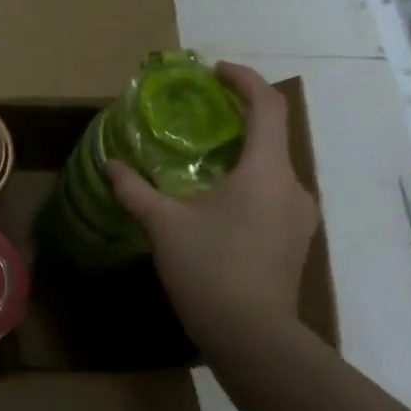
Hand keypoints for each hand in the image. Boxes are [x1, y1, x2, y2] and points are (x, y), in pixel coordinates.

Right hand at [107, 63, 319, 351]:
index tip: (214, 72)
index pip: (267, 105)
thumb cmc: (209, 269)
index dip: (243, 79)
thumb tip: (111, 164)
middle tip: (200, 114)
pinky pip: (273, 194)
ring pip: (273, 167)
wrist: (252, 338)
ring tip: (203, 158)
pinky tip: (217, 201)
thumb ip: (134, 189)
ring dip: (243, 153)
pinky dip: (249, 181)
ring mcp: (299, 217)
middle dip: (239, 116)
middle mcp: (293, 186)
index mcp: (266, 170)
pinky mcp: (295, 241)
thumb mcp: (162, 224)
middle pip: (272, 134)